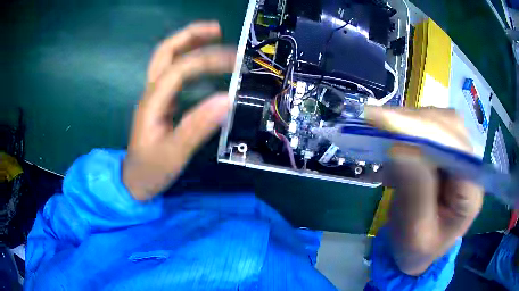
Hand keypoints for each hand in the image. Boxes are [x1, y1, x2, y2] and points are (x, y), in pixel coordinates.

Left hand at [123, 21, 235, 199]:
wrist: (134, 182)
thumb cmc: (150, 170)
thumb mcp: (174, 154)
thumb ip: (198, 127)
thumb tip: (227, 99)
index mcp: (152, 101)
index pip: (179, 69)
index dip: (207, 60)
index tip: (235, 62)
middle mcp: (152, 92)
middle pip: (165, 52)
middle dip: (190, 35)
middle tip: (217, 29)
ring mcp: (155, 96)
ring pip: (167, 59)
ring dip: (189, 43)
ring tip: (214, 36)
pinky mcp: (161, 103)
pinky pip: (174, 73)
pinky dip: (189, 60)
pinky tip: (204, 63)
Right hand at [366, 106, 483, 275]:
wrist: (418, 252)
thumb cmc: (417, 250)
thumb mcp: (414, 233)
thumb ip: (415, 192)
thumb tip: (400, 147)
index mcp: (470, 192)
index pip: (456, 149)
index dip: (425, 131)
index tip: (387, 122)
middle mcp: (470, 167)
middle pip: (450, 127)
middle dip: (415, 121)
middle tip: (378, 122)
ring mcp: (458, 157)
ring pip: (439, 121)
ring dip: (410, 121)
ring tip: (383, 131)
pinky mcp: (445, 153)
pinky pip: (430, 128)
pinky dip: (408, 128)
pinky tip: (392, 140)